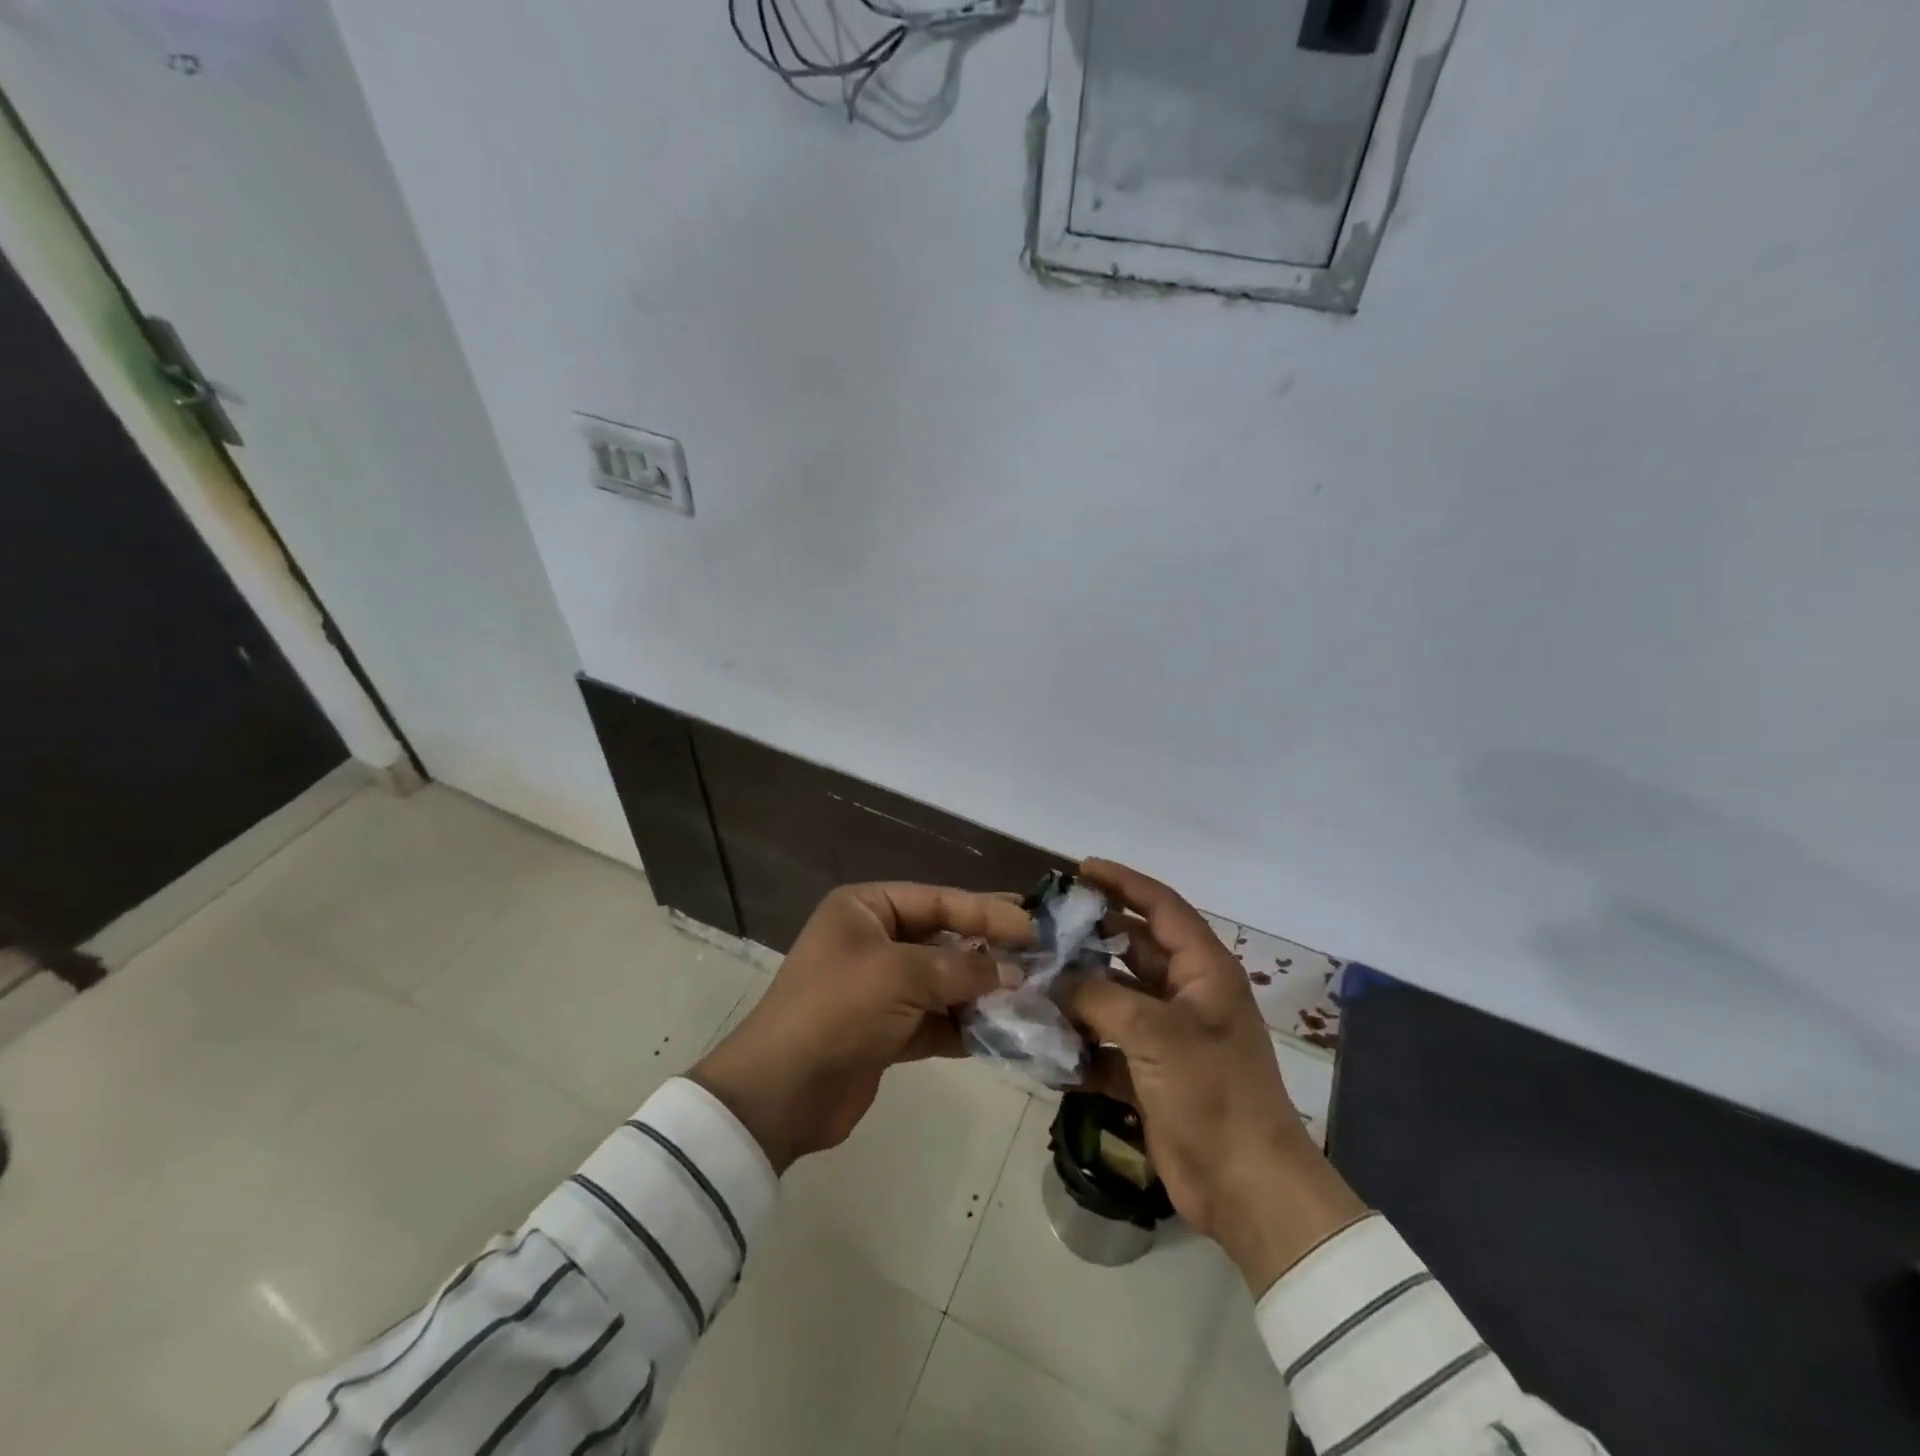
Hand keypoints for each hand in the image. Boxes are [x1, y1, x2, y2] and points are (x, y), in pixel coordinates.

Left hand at [690, 883, 1032, 1171]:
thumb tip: (1014, 972)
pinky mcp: (886, 1031)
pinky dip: (965, 1025)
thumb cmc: (840, 1009)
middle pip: (943, 938)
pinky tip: (1005, 1030)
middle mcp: (872, 941)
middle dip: (988, 949)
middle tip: (1041, 951)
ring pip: (943, 981)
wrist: (782, 1092)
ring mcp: (879, 988)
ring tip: (1034, 993)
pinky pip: (935, 1019)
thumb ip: (963, 969)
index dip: (986, 911)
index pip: (937, 900)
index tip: (1033, 924)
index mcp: (866, 909)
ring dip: (982, 990)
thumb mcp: (903, 975)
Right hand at [1066, 860, 1369, 1295]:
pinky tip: (1043, 1040)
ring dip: (1079, 990)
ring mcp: (1168, 1035)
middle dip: (1092, 936)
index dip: (1124, 882)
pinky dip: (1081, 1042)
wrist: (1246, 1187)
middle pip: (1133, 948)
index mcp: (1204, 970)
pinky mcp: (1151, 1073)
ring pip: (1115, 997)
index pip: (1162, 907)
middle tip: (1044, 925)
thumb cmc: (1212, 1092)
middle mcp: (1187, 994)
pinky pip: (1107, 1044)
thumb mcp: (1155, 1033)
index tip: (1081, 868)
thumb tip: (1053, 978)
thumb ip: (1098, 996)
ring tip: (1032, 976)